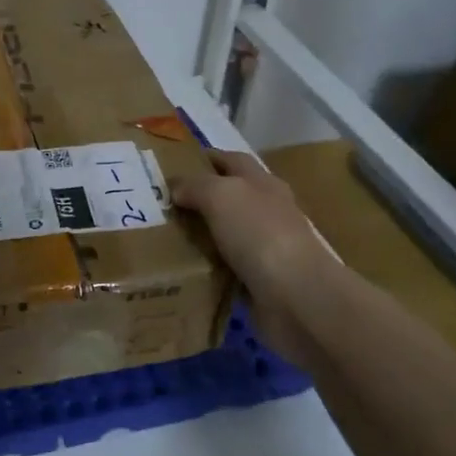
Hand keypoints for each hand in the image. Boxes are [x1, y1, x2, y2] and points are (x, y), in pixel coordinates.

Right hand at [171, 150, 334, 354]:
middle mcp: (267, 212)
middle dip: (199, 198)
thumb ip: (196, 186)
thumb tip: (176, 189)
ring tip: (162, 237)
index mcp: (263, 184)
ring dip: (200, 234)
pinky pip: (225, 268)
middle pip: (230, 197)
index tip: (174, 163)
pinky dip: (206, 267)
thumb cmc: (260, 234)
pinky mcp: (259, 281)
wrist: (296, 297)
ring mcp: (265, 248)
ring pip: (225, 233)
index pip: (233, 161)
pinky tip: (181, 269)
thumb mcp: (221, 195)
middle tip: (160, 204)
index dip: (207, 158)